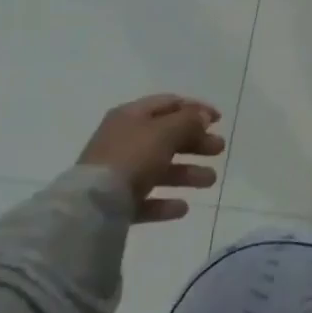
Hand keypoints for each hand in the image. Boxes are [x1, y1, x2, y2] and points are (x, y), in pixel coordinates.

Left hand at [78, 95, 225, 223]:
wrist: (92, 206)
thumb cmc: (132, 156)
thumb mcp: (166, 131)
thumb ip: (188, 121)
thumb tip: (203, 115)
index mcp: (131, 116)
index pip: (169, 104)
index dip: (195, 108)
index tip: (219, 120)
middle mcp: (124, 140)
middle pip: (166, 137)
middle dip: (195, 143)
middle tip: (219, 150)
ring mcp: (118, 173)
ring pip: (159, 168)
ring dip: (187, 173)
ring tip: (210, 181)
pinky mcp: (115, 203)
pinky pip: (146, 198)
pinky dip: (165, 202)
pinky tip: (182, 208)